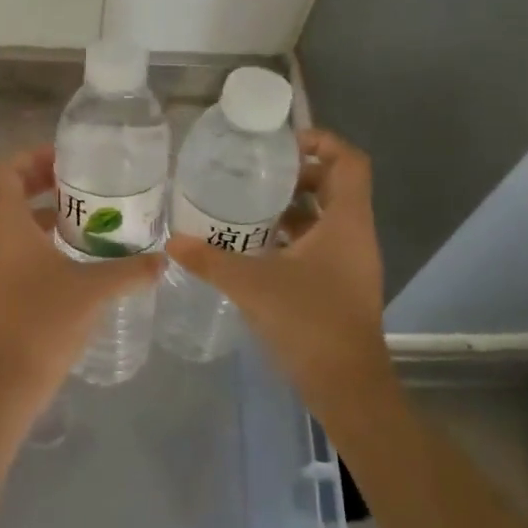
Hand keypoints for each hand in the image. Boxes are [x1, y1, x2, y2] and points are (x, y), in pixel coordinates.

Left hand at [0, 146, 163, 411]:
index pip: (5, 170)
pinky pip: (21, 246)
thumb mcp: (94, 289)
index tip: (67, 160)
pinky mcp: (3, 285)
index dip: (32, 156)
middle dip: (44, 180)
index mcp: (8, 225)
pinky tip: (80, 253)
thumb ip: (131, 270)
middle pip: (10, 191)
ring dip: (47, 210)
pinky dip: (45, 238)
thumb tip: (164, 258)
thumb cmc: (44, 321)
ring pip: (16, 220)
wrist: (9, 379)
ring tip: (89, 214)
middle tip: (83, 182)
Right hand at [167, 129, 392, 400]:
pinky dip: (292, 236)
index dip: (320, 141)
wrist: (347, 386)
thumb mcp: (251, 285)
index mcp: (346, 222)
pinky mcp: (341, 283)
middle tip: (255, 174)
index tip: (280, 147)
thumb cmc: (309, 322)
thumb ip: (209, 260)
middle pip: (335, 184)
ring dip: (292, 207)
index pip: (349, 161)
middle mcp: (355, 234)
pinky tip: (256, 246)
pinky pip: (320, 243)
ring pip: (326, 216)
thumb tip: (172, 240)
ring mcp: (351, 261)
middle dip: (297, 174)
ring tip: (247, 206)